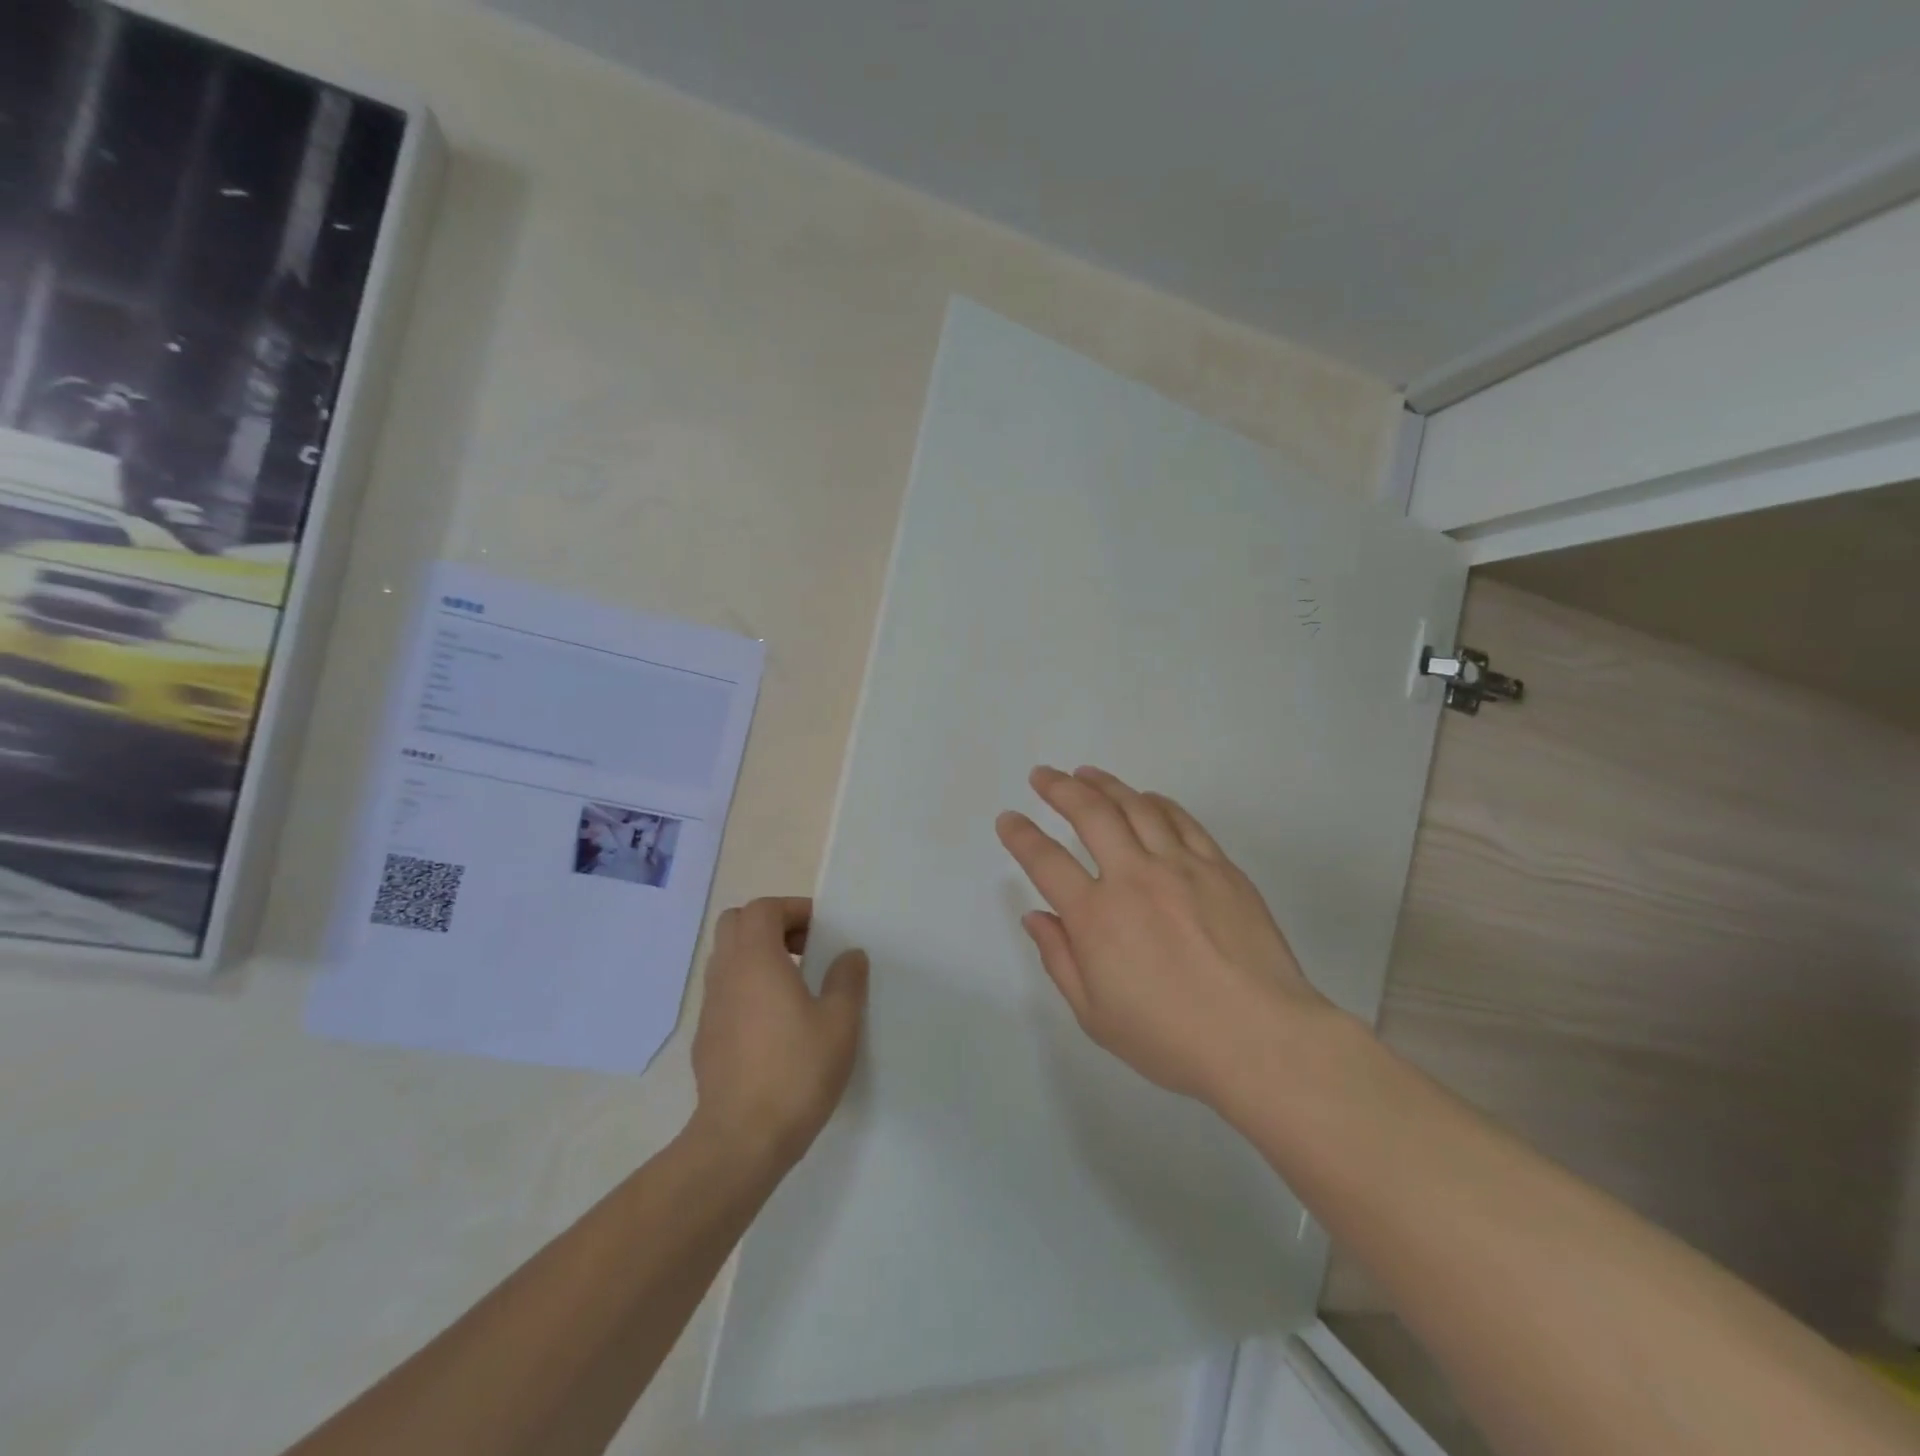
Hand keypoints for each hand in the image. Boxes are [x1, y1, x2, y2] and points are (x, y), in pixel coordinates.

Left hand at [690, 897, 868, 1167]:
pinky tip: (774, 1023)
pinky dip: (747, 986)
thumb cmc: (796, 1071)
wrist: (741, 1139)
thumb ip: (847, 980)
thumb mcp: (840, 1023)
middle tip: (805, 949)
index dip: (793, 910)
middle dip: (771, 925)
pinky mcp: (705, 1036)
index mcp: (756, 960)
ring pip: (727, 957)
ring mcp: (710, 1006)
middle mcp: (726, 974)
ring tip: (795, 985)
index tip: (823, 931)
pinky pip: (724, 991)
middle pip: (736, 923)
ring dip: (758, 956)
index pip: (763, 908)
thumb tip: (849, 955)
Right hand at [996, 765, 1334, 1110]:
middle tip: (1041, 775)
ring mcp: (1181, 867)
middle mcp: (1133, 878)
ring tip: (1085, 773)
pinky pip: (1183, 821)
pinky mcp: (1220, 868)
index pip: (1046, 861)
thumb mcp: (1095, 1015)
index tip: (1008, 819)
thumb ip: (1060, 959)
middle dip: (1059, 788)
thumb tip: (1036, 917)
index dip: (1021, 835)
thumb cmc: (1171, 1039)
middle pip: (1090, 814)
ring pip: (1136, 807)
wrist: (1262, 1040)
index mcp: (1096, 916)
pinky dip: (1157, 802)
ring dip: (1105, 785)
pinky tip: (1145, 798)